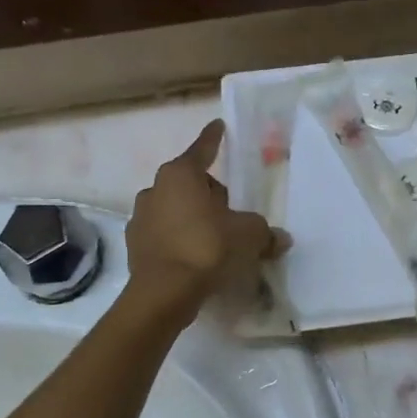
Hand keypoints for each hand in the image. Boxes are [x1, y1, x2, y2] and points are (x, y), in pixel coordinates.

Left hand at [125, 120, 284, 319]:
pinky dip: (177, 238)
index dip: (214, 138)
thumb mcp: (249, 236)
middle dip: (210, 194)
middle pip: (190, 182)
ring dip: (192, 216)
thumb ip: (265, 232)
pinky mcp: (135, 244)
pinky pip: (163, 233)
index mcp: (181, 175)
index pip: (203, 149)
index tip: (218, 126)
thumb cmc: (208, 248)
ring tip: (213, 239)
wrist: (165, 292)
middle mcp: (155, 188)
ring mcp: (140, 216)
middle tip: (231, 215)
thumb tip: (281, 239)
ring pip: (174, 208)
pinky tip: (194, 257)